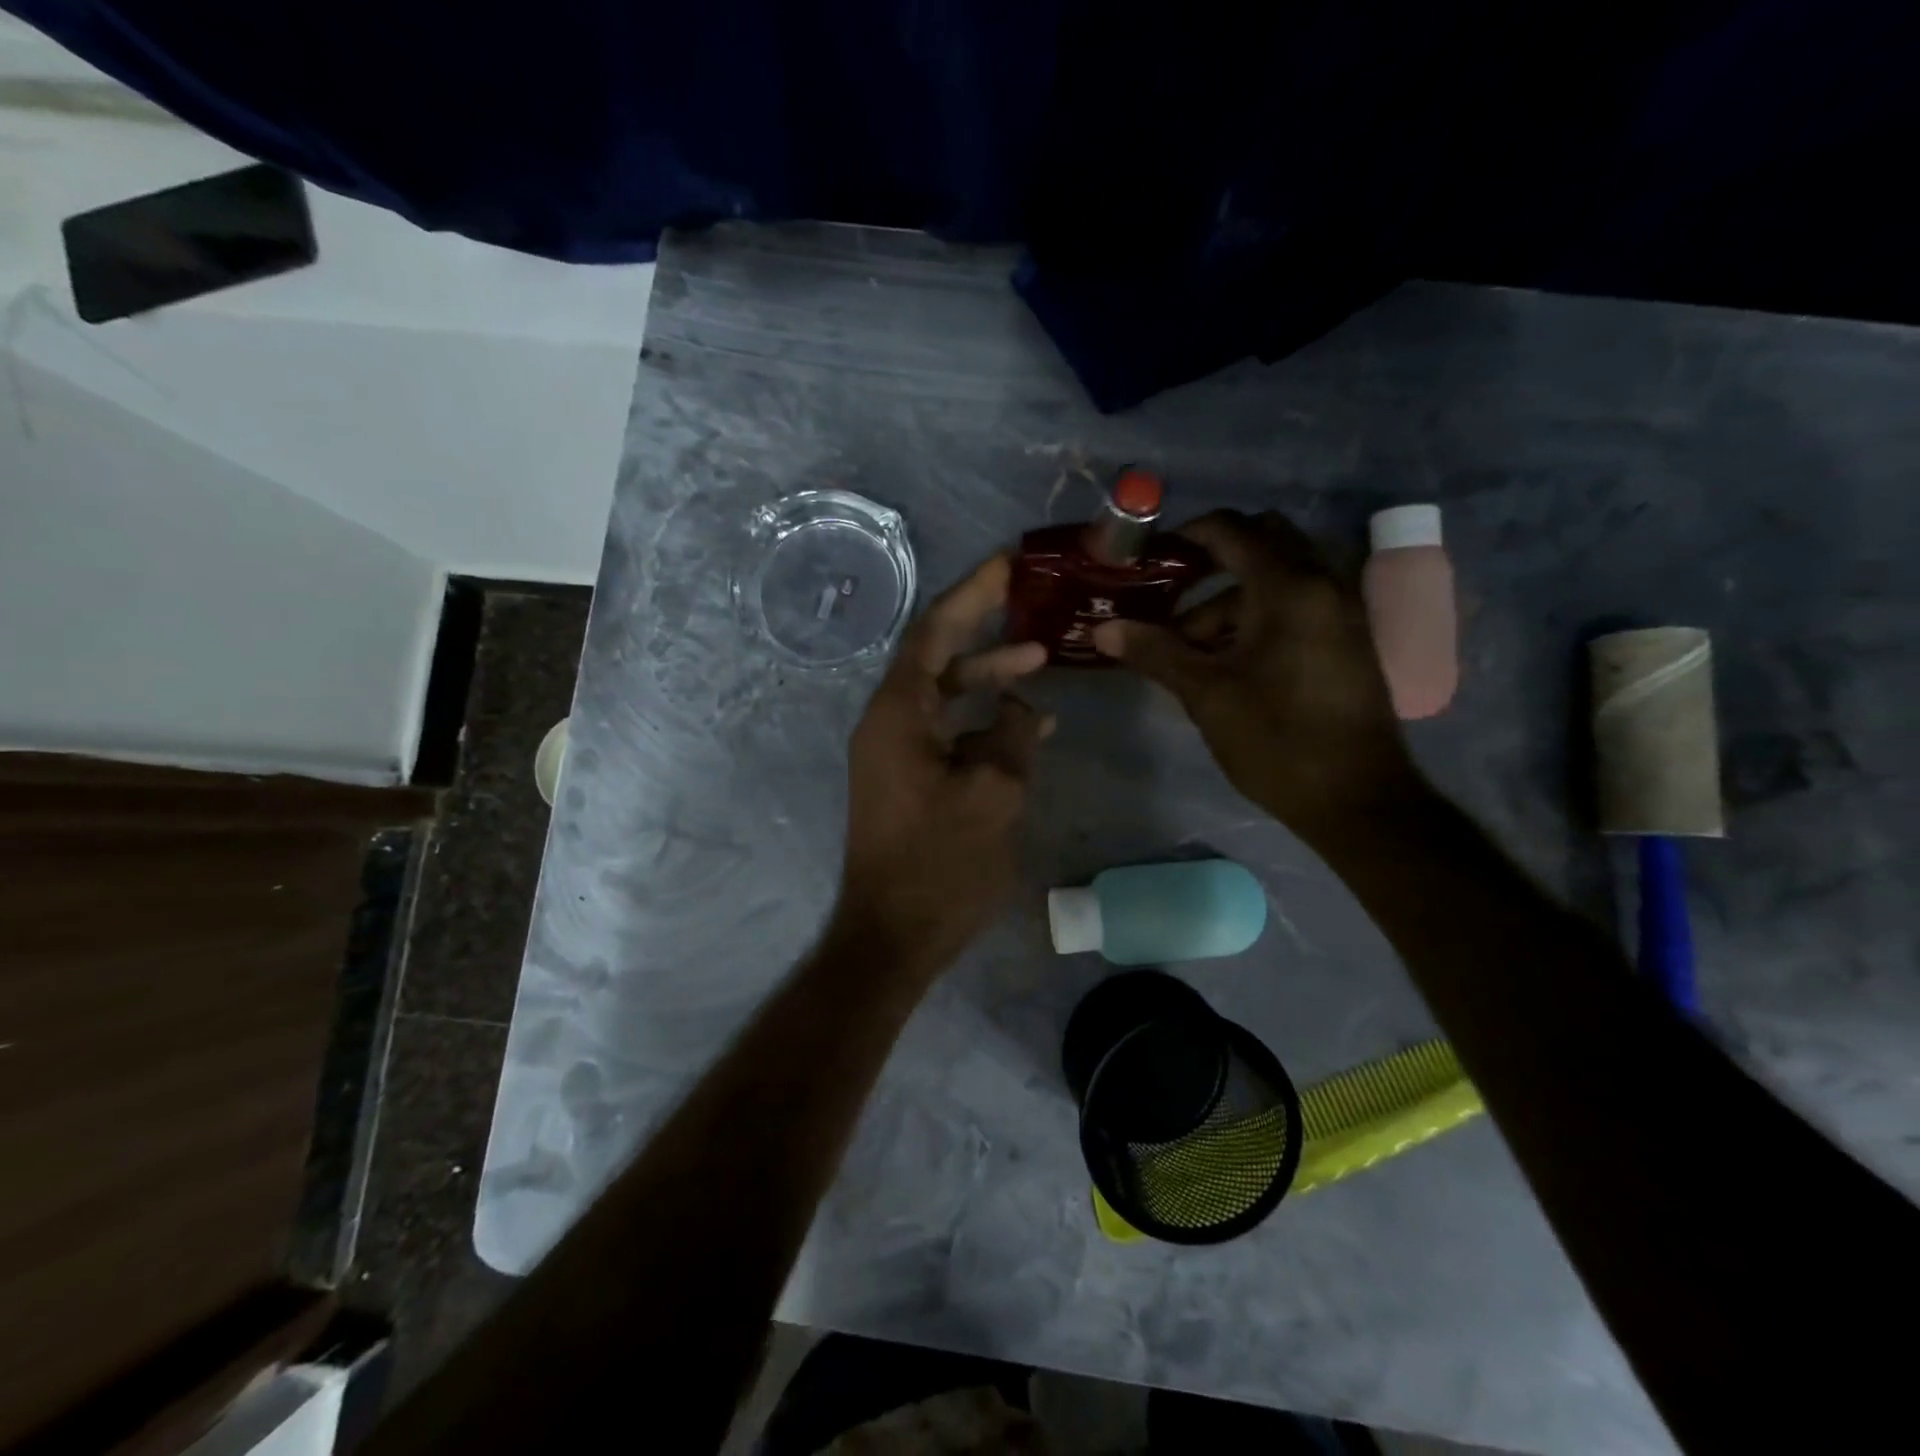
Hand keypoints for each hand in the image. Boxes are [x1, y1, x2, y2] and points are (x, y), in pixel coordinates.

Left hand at [835, 555, 1051, 977]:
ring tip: (1040, 661)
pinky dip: (981, 721)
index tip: (1008, 563)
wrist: (891, 936)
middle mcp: (888, 721)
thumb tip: (1021, 708)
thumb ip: (1012, 737)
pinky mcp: (906, 778)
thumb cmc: (939, 866)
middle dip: (982, 624)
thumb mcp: (993, 795)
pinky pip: (946, 731)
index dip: (972, 593)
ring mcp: (894, 751)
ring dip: (988, 676)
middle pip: (937, 654)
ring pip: (944, 693)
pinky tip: (1026, 725)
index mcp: (898, 714)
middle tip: (1026, 594)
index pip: (934, 631)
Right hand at [1092, 510, 1419, 842]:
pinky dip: (1259, 615)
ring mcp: (1341, 612)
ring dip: (1231, 599)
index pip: (1232, 531)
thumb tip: (1104, 630)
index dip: (1186, 537)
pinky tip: (1226, 661)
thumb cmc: (1276, 740)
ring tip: (1188, 649)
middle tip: (1172, 596)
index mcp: (1289, 588)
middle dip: (1213, 563)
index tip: (1150, 561)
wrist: (1356, 799)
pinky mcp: (1347, 640)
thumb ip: (1156, 652)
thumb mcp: (1207, 694)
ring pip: (1278, 579)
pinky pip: (1297, 605)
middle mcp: (1322, 585)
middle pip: (1262, 543)